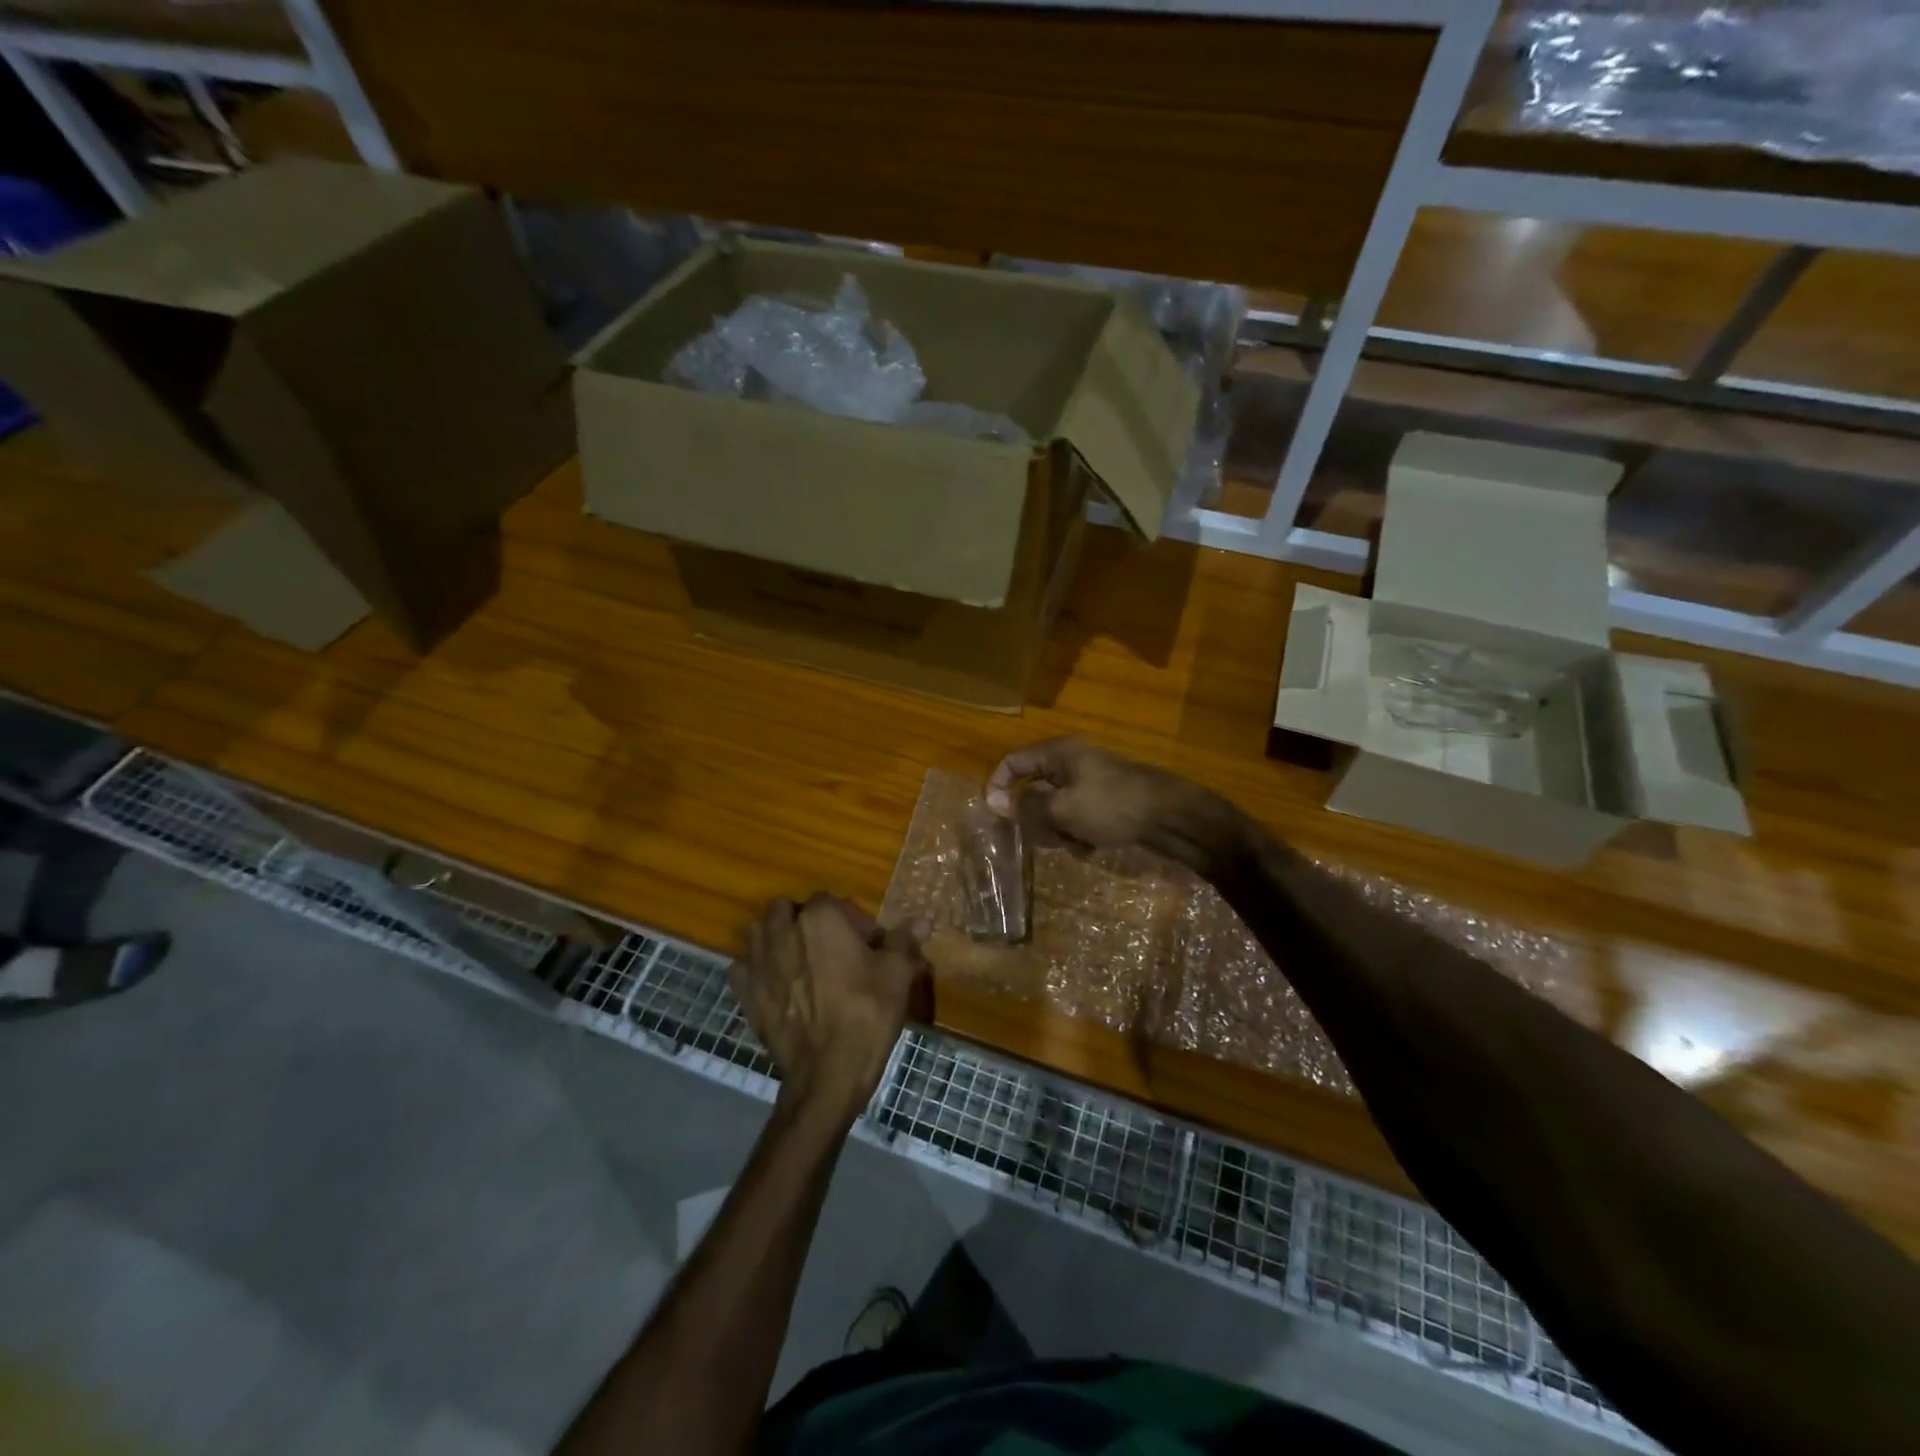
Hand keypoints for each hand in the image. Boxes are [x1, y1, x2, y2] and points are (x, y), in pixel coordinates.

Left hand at [730, 895, 930, 1119]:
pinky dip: (756, 970)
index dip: (851, 921)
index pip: (832, 901)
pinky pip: (744, 967)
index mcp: (821, 916)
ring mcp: (758, 961)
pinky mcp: (744, 992)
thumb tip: (923, 918)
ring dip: (776, 939)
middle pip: (787, 910)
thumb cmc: (867, 1013)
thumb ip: (904, 940)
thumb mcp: (897, 974)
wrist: (827, 1072)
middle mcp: (783, 930)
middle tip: (831, 950)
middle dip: (805, 922)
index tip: (867, 947)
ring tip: (800, 963)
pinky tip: (776, 986)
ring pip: (760, 932)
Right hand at [985, 736, 1235, 872]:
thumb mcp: (1062, 809)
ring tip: (1076, 844)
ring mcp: (1090, 780)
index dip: (997, 787)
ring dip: (1058, 830)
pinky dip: (1078, 833)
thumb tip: (998, 804)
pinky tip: (1091, 847)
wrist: (1170, 816)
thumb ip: (1027, 807)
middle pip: (1033, 790)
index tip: (996, 817)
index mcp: (1057, 753)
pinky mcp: (1105, 799)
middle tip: (1046, 838)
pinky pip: (1076, 816)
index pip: (1012, 763)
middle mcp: (1071, 761)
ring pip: (1055, 808)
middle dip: (1036, 819)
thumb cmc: (1111, 806)